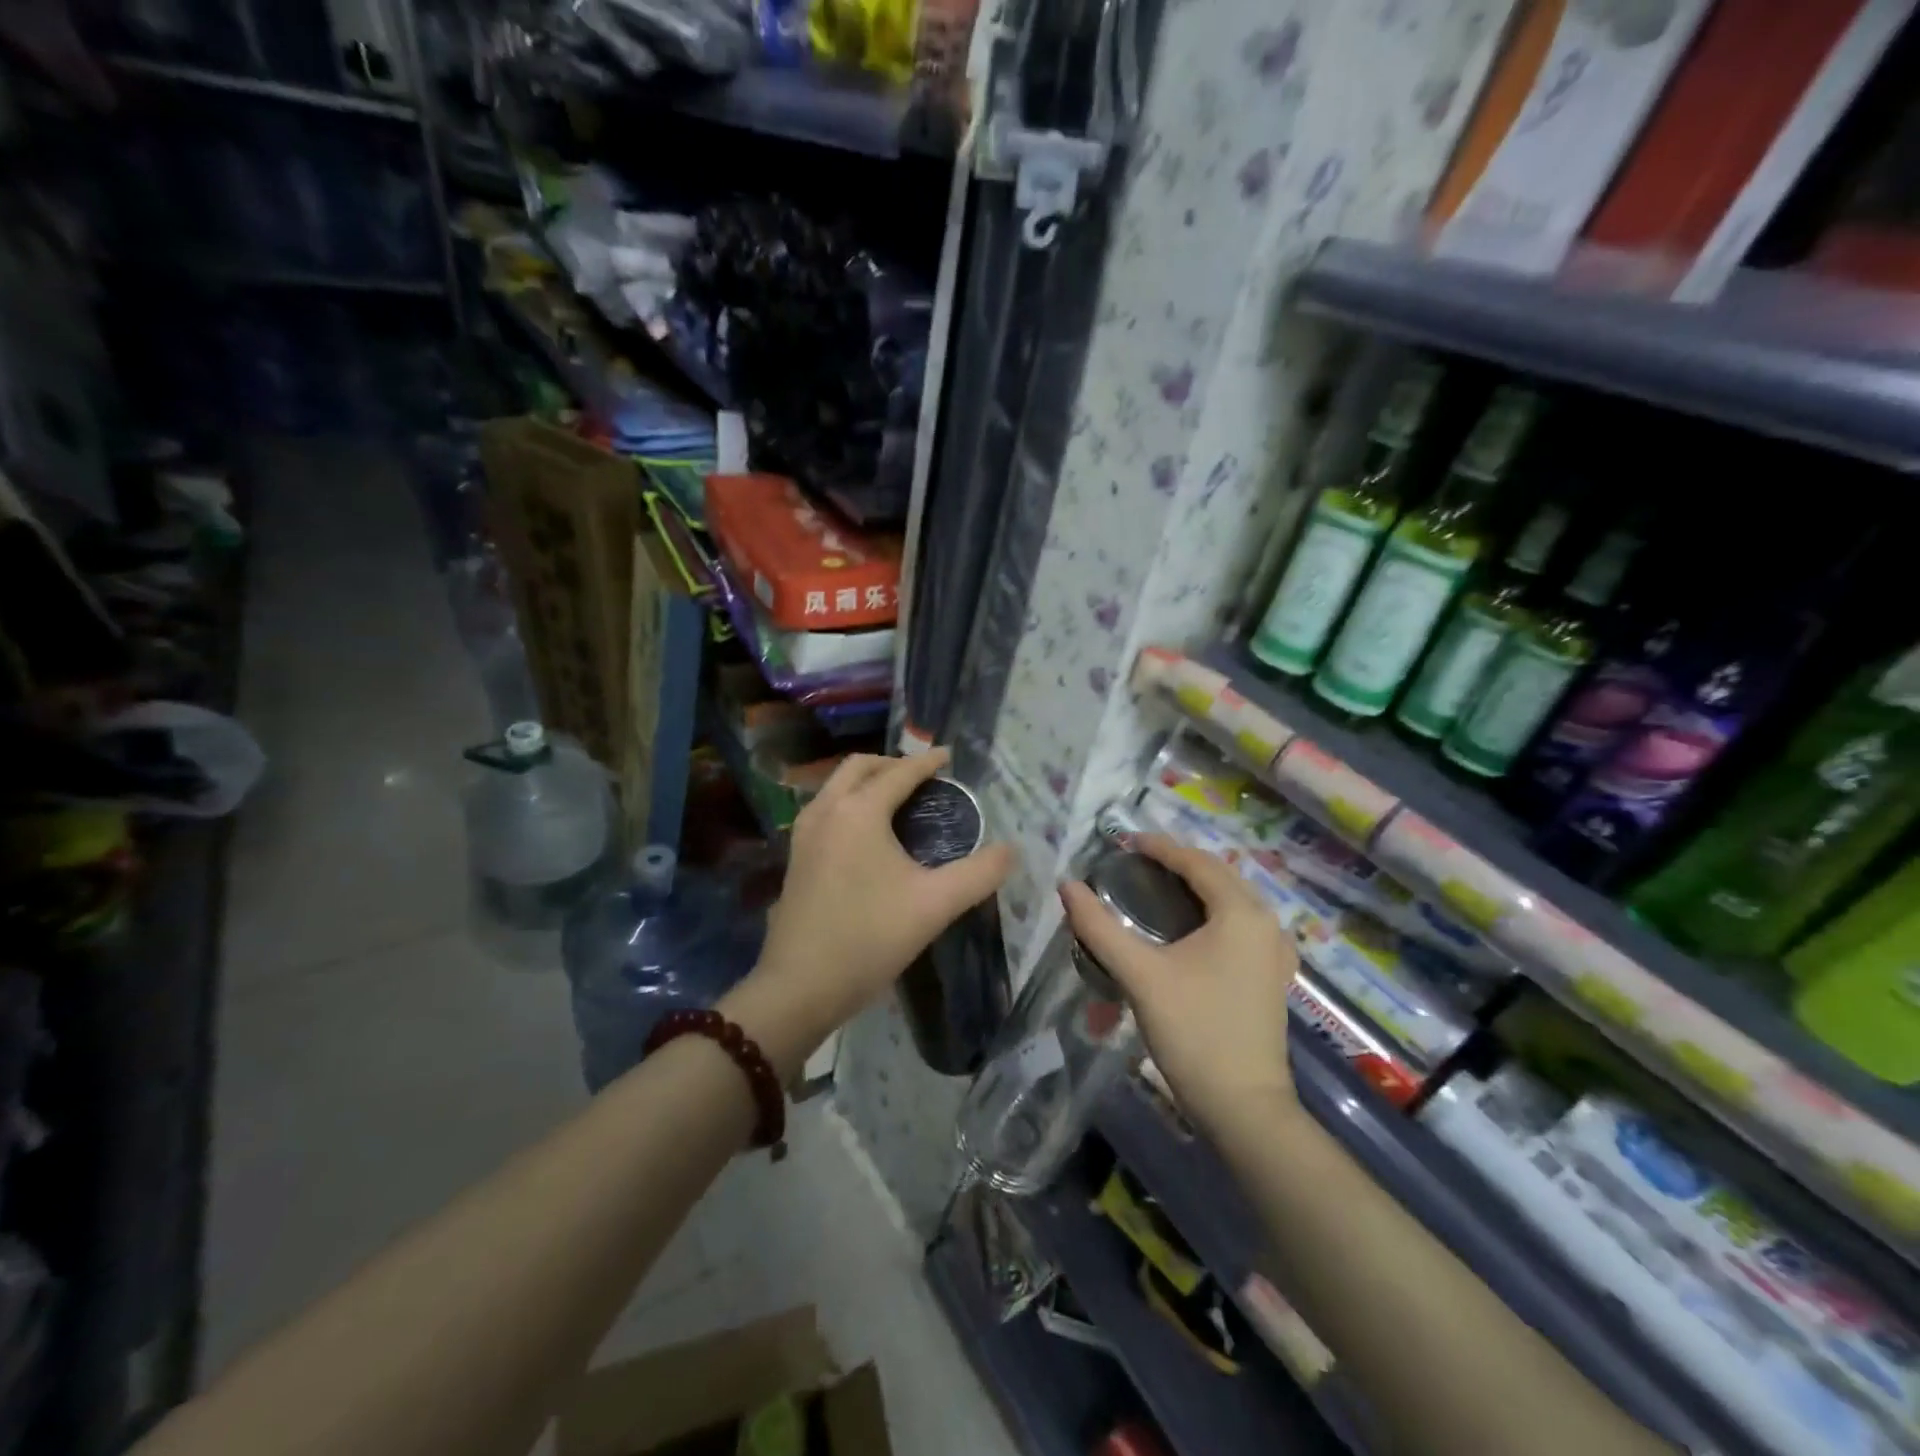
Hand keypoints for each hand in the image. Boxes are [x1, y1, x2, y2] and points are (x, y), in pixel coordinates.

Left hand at [724, 748, 1013, 1078]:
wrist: (800, 986)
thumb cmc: (870, 938)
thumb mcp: (936, 905)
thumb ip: (980, 874)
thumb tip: (1011, 850)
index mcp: (859, 811)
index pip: (899, 773)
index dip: (928, 762)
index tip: (949, 756)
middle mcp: (827, 811)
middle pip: (859, 767)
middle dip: (892, 764)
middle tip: (923, 777)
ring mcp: (804, 833)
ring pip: (836, 787)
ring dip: (866, 781)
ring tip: (896, 799)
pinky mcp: (795, 857)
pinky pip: (825, 809)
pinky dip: (848, 802)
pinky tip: (865, 833)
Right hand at [1060, 834, 1297, 1137]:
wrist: (1244, 1108)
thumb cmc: (1194, 1032)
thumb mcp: (1140, 975)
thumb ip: (1100, 927)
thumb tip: (1067, 886)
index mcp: (1241, 913)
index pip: (1197, 862)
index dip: (1160, 847)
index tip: (1124, 841)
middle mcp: (1266, 923)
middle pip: (1219, 876)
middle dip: (1179, 863)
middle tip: (1136, 863)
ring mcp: (1275, 952)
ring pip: (1232, 901)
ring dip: (1196, 887)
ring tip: (1157, 887)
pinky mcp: (1272, 976)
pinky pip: (1240, 925)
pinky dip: (1211, 913)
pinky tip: (1188, 927)